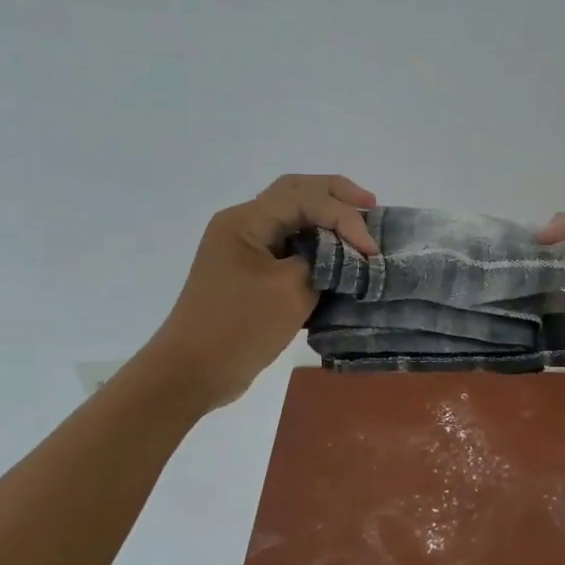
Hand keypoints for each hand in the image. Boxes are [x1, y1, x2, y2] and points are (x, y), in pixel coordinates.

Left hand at [150, 175, 379, 410]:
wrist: (192, 372)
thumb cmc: (239, 327)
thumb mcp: (290, 292)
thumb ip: (324, 262)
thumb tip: (344, 255)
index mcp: (245, 221)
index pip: (305, 199)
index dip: (344, 217)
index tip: (372, 249)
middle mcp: (242, 225)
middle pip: (296, 192)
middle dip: (336, 196)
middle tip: (371, 207)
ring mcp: (243, 248)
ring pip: (292, 214)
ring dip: (326, 215)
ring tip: (360, 224)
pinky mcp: (249, 271)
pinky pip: (287, 242)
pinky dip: (315, 240)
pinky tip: (337, 251)